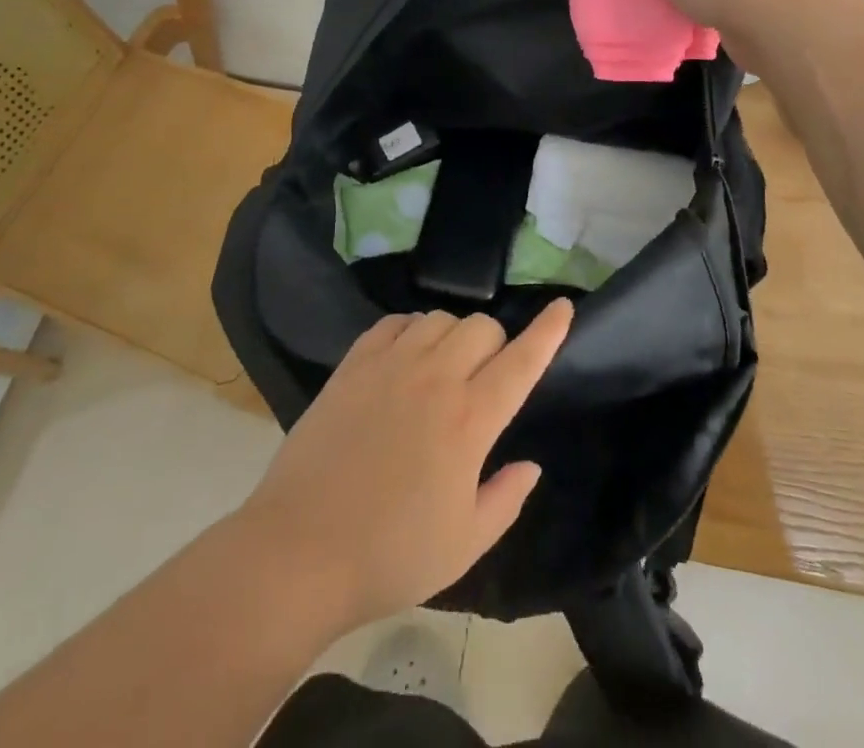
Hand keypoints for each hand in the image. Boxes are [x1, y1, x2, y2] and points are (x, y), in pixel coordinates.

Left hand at [236, 300, 573, 636]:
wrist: (299, 552)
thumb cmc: (390, 556)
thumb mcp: (464, 544)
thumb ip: (507, 499)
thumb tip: (530, 464)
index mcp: (469, 420)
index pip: (521, 361)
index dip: (548, 332)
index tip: (564, 307)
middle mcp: (435, 378)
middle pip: (481, 327)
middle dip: (495, 344)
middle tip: (483, 379)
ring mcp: (390, 365)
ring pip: (439, 317)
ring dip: (453, 335)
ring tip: (443, 368)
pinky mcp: (353, 364)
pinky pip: (394, 322)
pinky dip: (410, 330)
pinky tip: (405, 358)